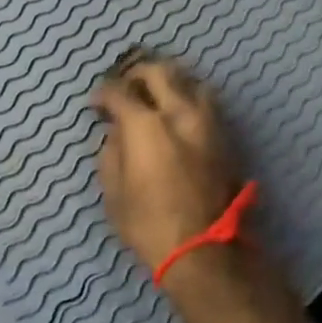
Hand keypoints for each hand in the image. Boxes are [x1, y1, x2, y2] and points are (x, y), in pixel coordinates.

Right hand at [91, 50, 244, 273]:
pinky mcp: (226, 138)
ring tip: (156, 96)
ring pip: (191, 81)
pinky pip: (206, 103)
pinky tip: (177, 115)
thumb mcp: (114, 190)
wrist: (204, 251)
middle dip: (137, 73)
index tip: (96, 104)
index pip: (119, 91)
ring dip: (170, 82)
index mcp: (146, 125)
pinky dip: (189, 99)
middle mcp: (180, 113)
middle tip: (125, 87)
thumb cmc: (148, 224)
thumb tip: (116, 132)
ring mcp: (208, 123)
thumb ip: (111, 151)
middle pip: (159, 72)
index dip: (103, 94)